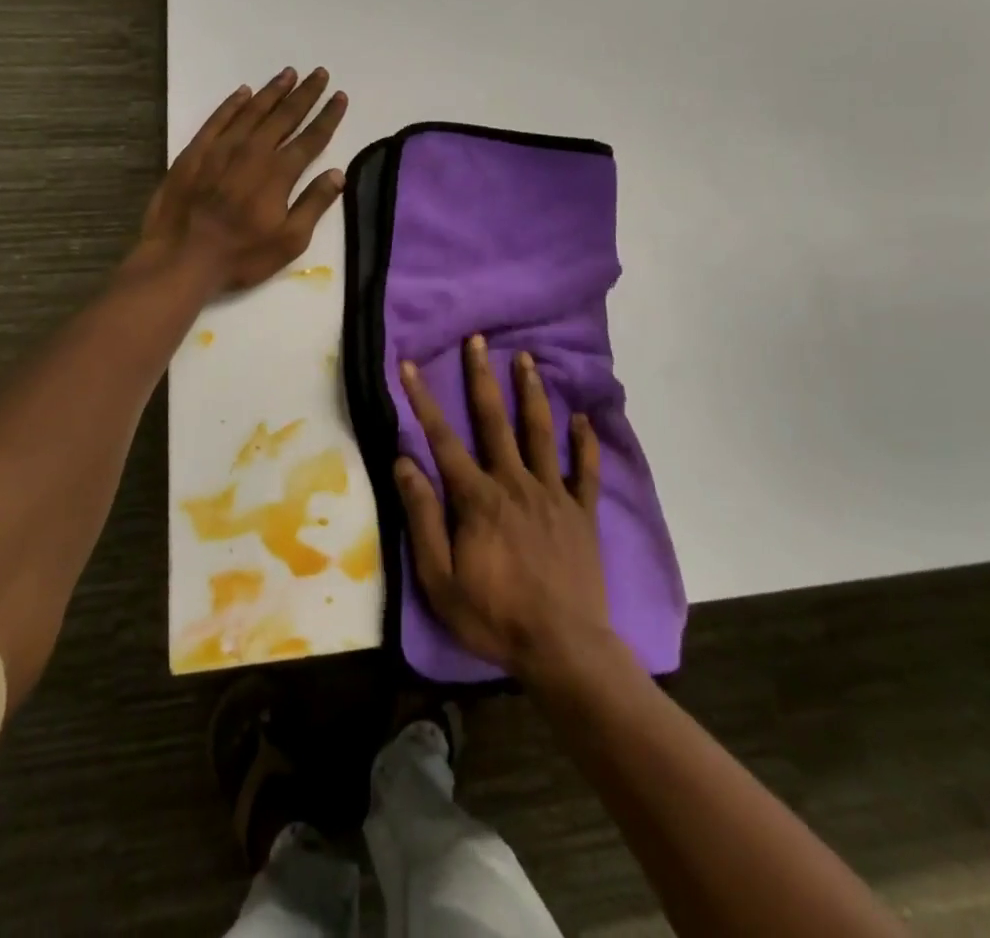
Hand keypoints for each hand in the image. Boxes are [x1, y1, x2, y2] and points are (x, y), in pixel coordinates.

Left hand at [138, 67, 348, 292]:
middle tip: (319, 73)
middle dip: (305, 94)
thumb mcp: (290, 240)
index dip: (328, 116)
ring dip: (273, 91)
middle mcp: (253, 151)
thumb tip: (337, 173)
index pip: (311, 138)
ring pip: (252, 110)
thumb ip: (314, 204)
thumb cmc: (241, 255)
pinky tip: (243, 92)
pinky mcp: (195, 152)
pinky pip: (218, 118)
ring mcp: (221, 148)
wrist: (181, 257)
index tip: (340, 96)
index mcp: (279, 173)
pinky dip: (233, 103)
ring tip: (289, 73)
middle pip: (285, 116)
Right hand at [394, 335, 610, 684]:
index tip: (409, 366)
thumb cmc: (493, 617)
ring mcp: (553, 493)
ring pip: (540, 432)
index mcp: (477, 498)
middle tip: (477, 340)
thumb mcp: (440, 578)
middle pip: (494, 420)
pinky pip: (585, 469)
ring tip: (526, 359)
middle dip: (482, 376)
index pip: (442, 439)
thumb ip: (422, 517)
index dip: (423, 400)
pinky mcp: (582, 511)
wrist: (563, 649)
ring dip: (531, 392)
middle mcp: (514, 482)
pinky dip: (584, 442)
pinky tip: (582, 418)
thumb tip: (404, 462)